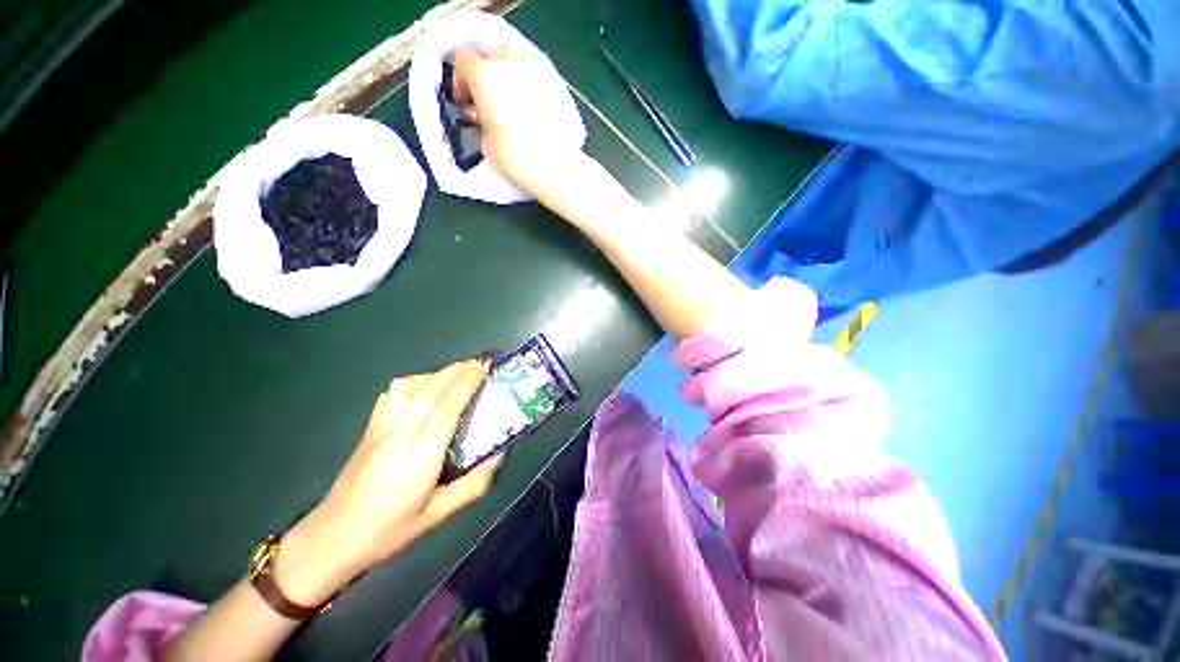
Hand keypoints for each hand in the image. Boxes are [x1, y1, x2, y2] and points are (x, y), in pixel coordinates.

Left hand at [274, 360, 500, 604]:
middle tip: (478, 364)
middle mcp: (398, 436)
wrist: (331, 539)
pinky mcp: (368, 429)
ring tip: (453, 378)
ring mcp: (379, 429)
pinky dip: (413, 383)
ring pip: (406, 386)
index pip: (446, 408)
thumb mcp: (437, 517)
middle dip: (456, 370)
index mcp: (418, 458)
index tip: (484, 368)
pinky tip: (423, 391)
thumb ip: (473, 486)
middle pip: (428, 389)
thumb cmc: (388, 531)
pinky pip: (391, 395)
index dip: (466, 383)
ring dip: (434, 375)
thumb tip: (498, 456)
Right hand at [450, 46, 583, 196]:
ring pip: (514, 64)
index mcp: (484, 74)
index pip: (462, 58)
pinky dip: (528, 89)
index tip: (465, 103)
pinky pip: (534, 78)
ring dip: (508, 81)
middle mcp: (509, 62)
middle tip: (488, 104)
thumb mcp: (484, 141)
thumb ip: (479, 117)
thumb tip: (484, 114)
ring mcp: (536, 70)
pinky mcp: (556, 84)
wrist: (557, 168)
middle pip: (489, 56)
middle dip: (485, 76)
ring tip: (511, 109)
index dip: (459, 80)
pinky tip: (531, 113)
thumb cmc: (515, 159)